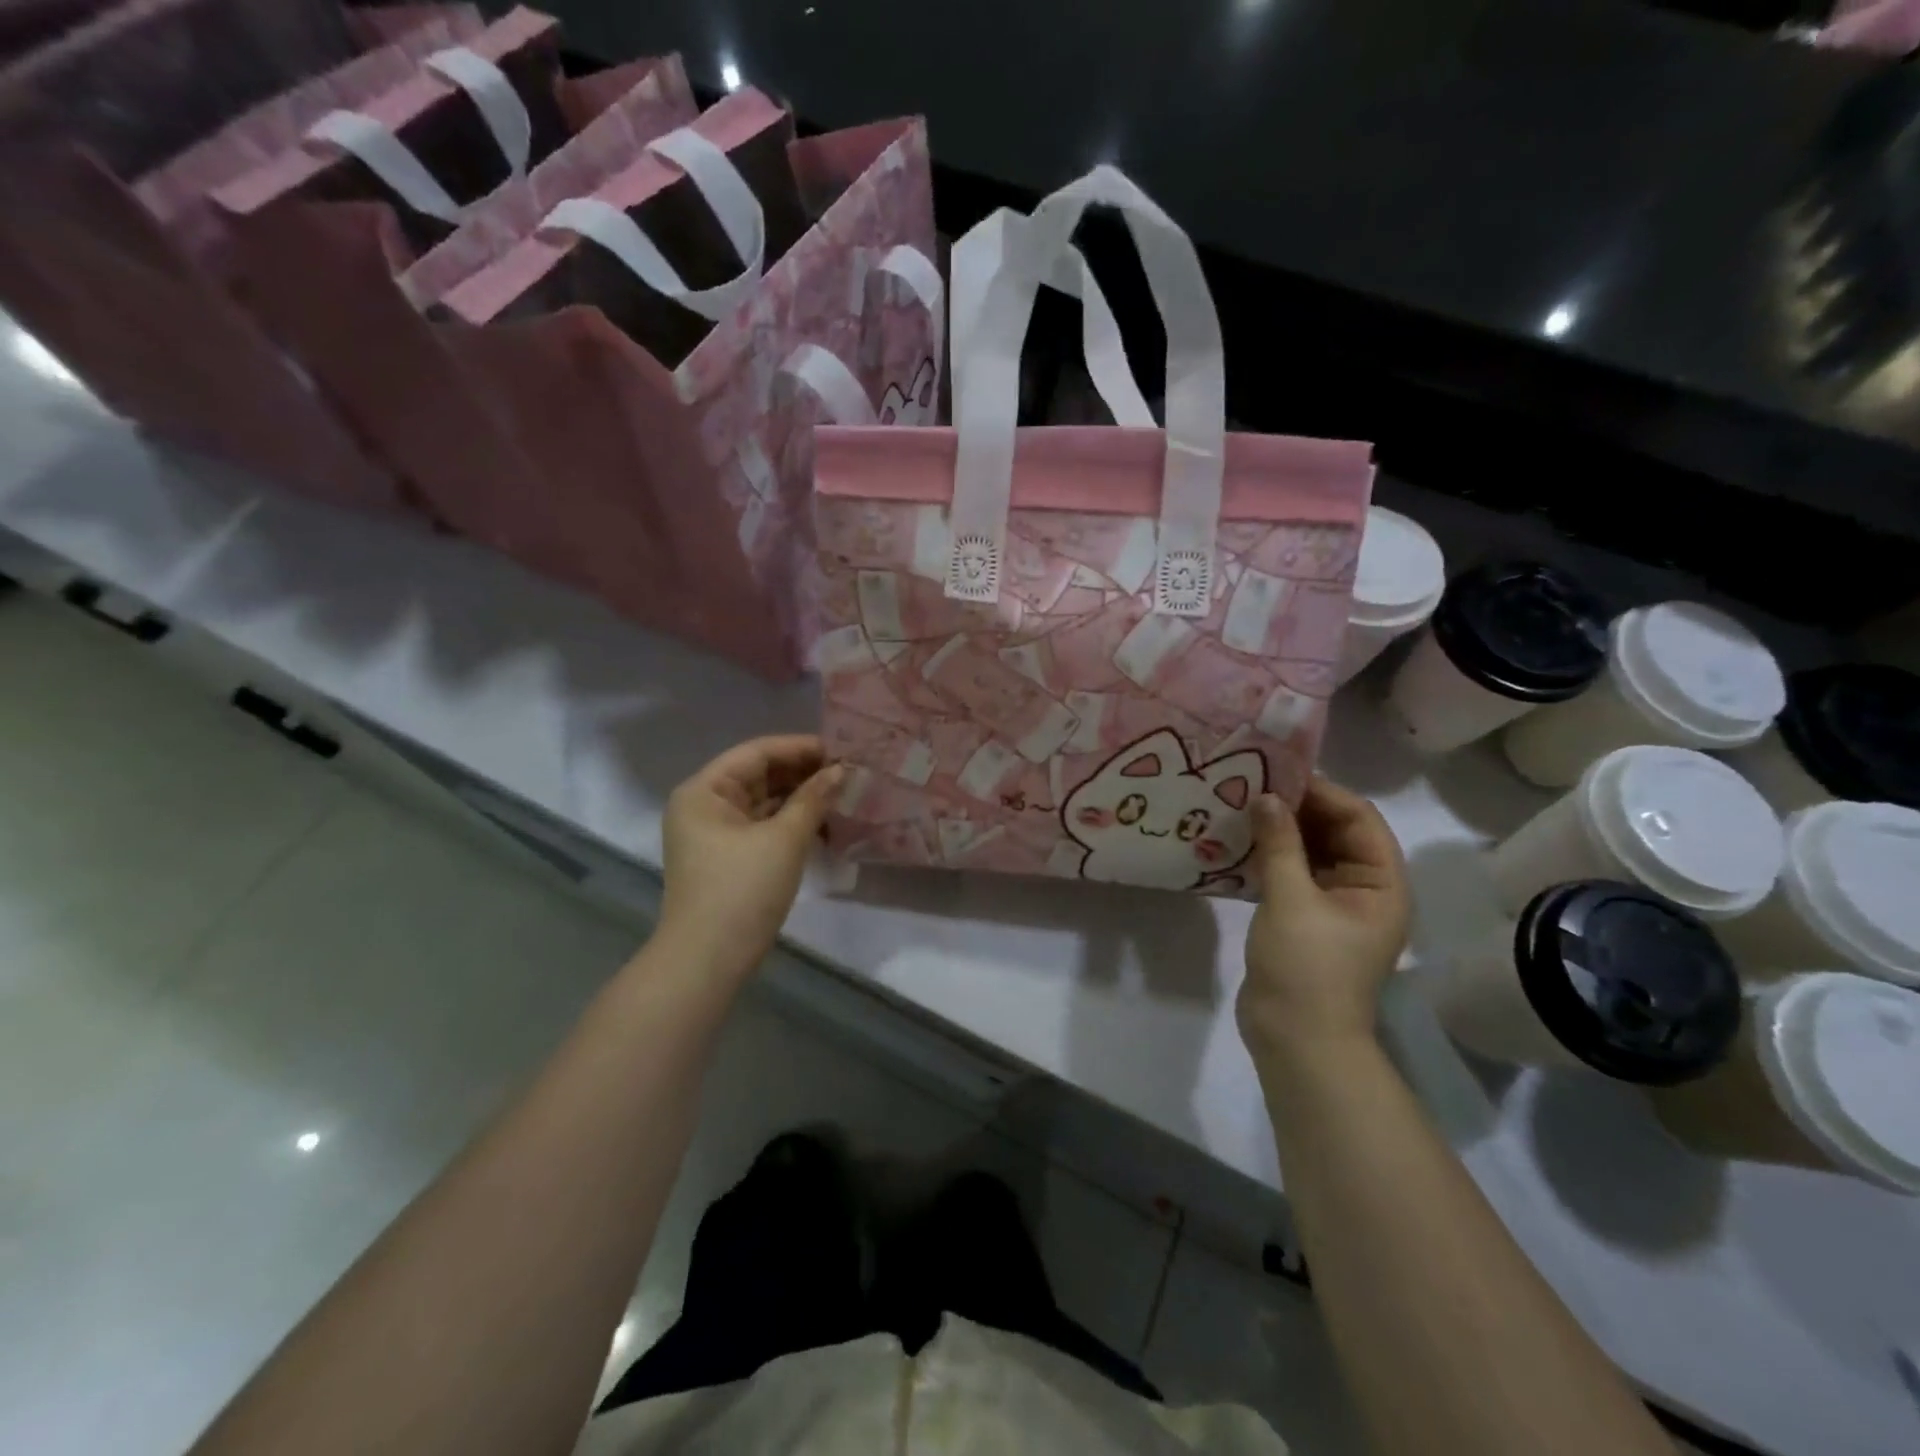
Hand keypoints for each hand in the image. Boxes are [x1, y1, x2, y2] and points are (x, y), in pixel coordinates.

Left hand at [657, 736, 843, 979]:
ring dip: (801, 799)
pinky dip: (791, 823)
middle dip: (804, 773)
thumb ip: (814, 798)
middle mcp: (704, 805)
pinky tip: (825, 823)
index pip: (757, 753)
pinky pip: (763, 827)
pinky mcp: (728, 858)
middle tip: (849, 772)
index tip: (842, 749)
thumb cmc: (742, 890)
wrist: (708, 961)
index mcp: (705, 791)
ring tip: (843, 794)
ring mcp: (714, 834)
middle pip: (759, 776)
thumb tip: (841, 771)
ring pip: (764, 802)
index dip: (801, 748)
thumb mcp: (784, 839)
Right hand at [1237, 777, 1411, 1067]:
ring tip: (1240, 807)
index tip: (1275, 772)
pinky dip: (1269, 855)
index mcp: (1381, 882)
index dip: (1321, 791)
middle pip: (1335, 831)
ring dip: (1280, 830)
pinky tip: (1238, 842)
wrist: (1296, 1040)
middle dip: (1297, 808)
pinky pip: (1292, 873)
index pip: (1358, 818)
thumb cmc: (1306, 967)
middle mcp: (1365, 888)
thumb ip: (1279, 843)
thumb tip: (1265, 796)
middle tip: (1250, 785)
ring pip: (1310, 851)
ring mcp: (1334, 905)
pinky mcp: (1305, 918)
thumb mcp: (1290, 899)